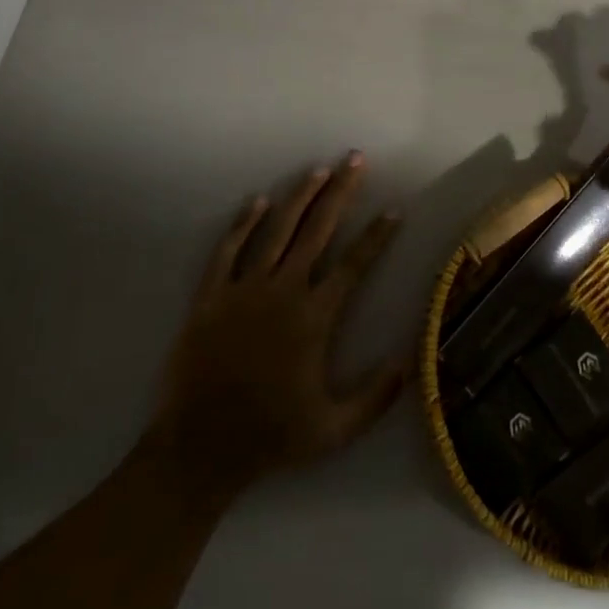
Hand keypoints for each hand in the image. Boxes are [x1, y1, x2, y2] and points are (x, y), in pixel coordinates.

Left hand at [142, 152, 407, 497]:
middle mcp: (284, 290)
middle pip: (318, 229)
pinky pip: (229, 249)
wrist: (200, 448)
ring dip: (300, 196)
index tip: (394, 210)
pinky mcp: (212, 295)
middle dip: (340, 192)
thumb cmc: (271, 437)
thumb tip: (408, 361)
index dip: (377, 236)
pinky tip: (258, 201)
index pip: (354, 264)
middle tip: (355, 160)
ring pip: (277, 229)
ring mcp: (245, 288)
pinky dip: (244, 223)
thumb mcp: (333, 431)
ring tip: (317, 170)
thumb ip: (375, 398)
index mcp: (315, 317)